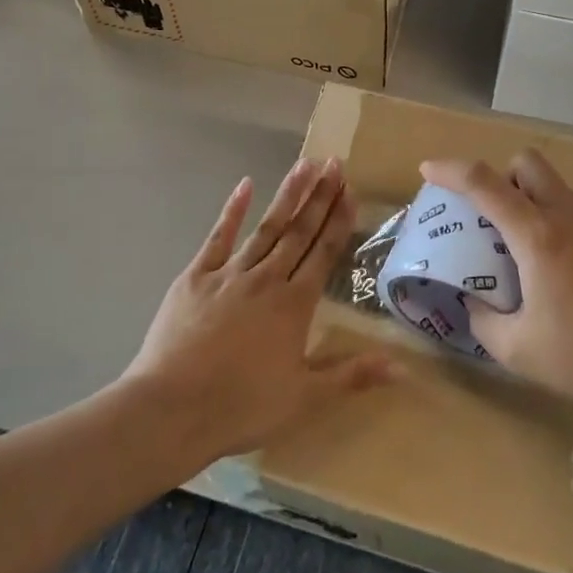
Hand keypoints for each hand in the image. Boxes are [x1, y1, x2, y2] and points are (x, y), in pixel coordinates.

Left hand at [124, 159, 389, 460]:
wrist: (172, 409)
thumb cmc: (242, 406)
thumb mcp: (305, 398)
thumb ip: (352, 375)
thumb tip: (401, 367)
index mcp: (294, 304)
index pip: (324, 252)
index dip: (339, 219)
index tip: (350, 188)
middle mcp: (267, 278)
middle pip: (299, 231)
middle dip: (319, 196)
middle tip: (334, 162)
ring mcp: (229, 273)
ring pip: (266, 227)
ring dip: (287, 195)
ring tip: (304, 164)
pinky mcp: (196, 276)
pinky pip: (218, 237)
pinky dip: (232, 210)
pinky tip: (245, 185)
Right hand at [419, 151, 572, 421]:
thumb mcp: (518, 350)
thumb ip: (483, 320)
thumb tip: (473, 302)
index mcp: (537, 236)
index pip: (484, 183)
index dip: (450, 170)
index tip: (427, 170)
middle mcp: (567, 216)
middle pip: (527, 163)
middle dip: (499, 175)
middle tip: (487, 216)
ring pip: (554, 184)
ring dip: (527, 196)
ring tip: (518, 246)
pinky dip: (552, 218)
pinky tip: (555, 268)